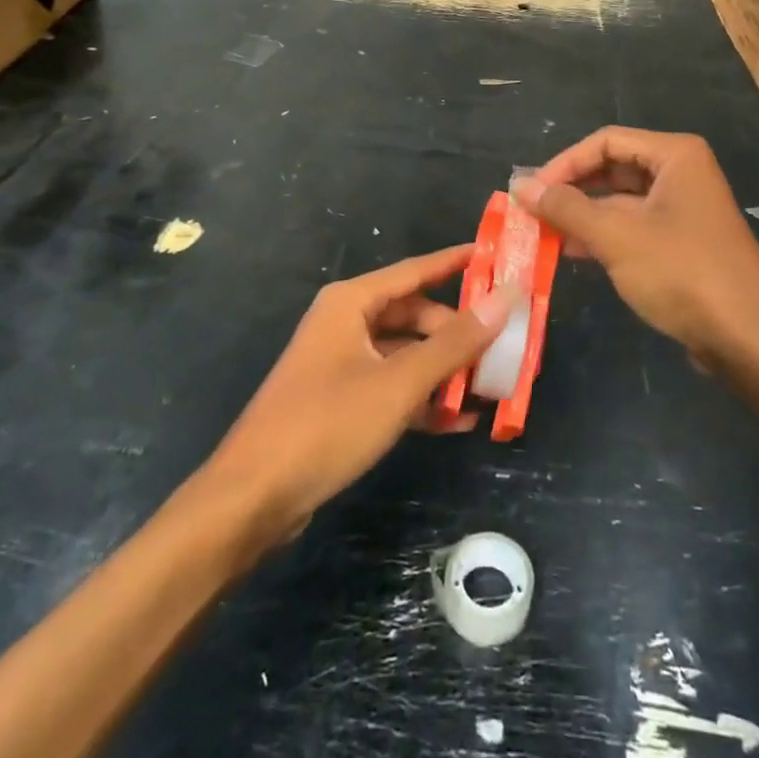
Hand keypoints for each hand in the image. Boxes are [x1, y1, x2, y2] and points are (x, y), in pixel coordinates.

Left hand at [203, 246, 519, 544]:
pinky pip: (392, 388)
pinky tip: (459, 422)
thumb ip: (454, 342)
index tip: (499, 258)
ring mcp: (341, 364)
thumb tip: (506, 297)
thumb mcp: (399, 382)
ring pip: (406, 355)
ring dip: (444, 371)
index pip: (416, 270)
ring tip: (490, 387)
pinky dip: (423, 400)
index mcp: (352, 302)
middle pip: (414, 316)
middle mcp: (345, 323)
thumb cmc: (327, 424)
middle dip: (457, 333)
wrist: (252, 499)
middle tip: (503, 346)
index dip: (458, 262)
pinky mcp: (341, 402)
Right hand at [513, 127, 758, 360]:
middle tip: (532, 212)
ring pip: (621, 200)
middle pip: (613, 168)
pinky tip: (571, 252)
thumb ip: (566, 208)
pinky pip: (633, 226)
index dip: (564, 163)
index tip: (530, 191)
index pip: (605, 142)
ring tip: (542, 234)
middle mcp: (681, 173)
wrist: (748, 338)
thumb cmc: (682, 273)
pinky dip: (602, 235)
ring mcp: (683, 209)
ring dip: (582, 215)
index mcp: (675, 156)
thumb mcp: (616, 236)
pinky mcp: (682, 242)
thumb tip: (520, 186)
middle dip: (571, 189)